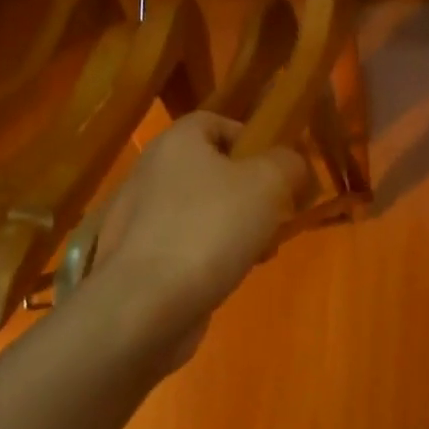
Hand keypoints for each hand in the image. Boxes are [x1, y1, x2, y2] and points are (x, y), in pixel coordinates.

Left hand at [87, 113, 309, 371]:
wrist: (145, 305)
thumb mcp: (269, 183)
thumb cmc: (210, 229)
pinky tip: (230, 277)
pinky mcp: (137, 260)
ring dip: (235, 227)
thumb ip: (288, 163)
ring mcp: (138, 218)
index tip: (278, 170)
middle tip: (277, 215)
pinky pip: (184, 245)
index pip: (216, 123)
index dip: (251, 140)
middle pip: (212, 170)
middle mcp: (151, 172)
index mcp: (177, 142)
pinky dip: (209, 256)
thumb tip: (291, 165)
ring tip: (260, 252)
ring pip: (201, 211)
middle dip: (250, 192)